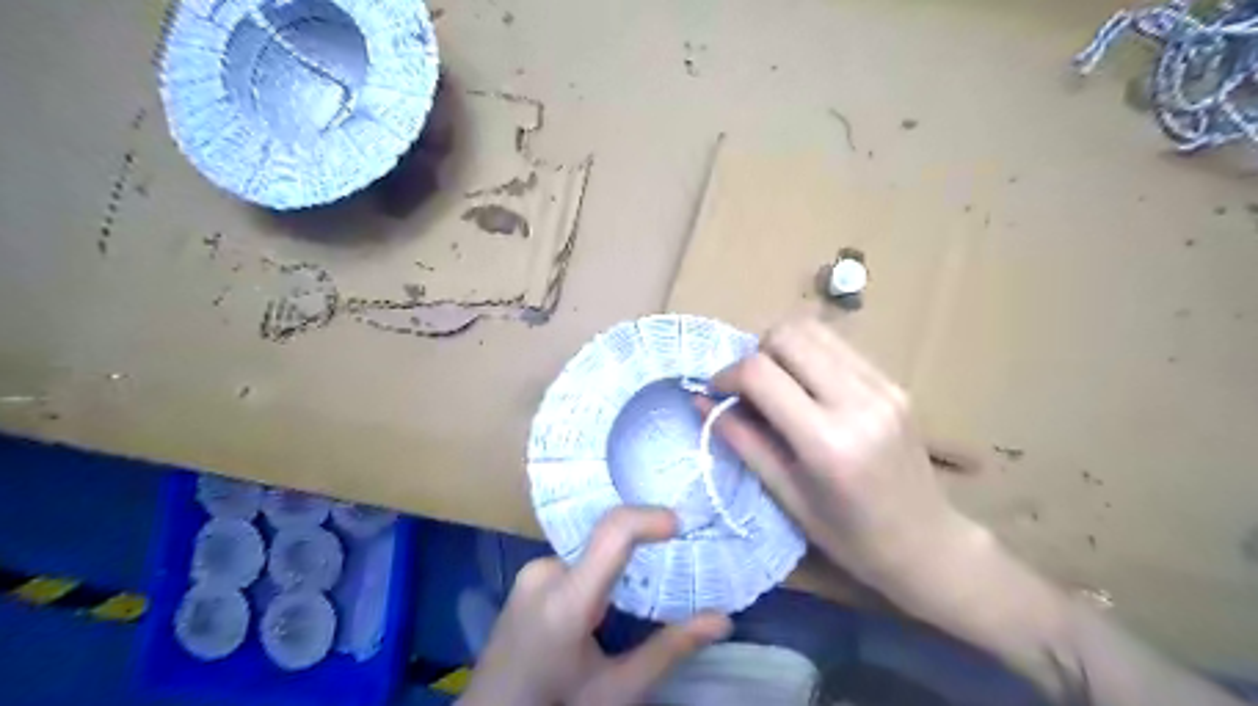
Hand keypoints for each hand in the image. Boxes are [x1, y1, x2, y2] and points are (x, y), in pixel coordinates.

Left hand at [457, 508, 732, 705]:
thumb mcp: (616, 690)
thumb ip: (669, 650)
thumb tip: (722, 619)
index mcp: (566, 599)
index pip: (612, 533)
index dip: (649, 517)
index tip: (682, 524)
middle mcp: (544, 572)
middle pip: (606, 542)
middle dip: (642, 550)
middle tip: (674, 568)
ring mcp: (532, 572)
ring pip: (593, 552)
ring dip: (620, 566)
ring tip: (641, 597)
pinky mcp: (528, 577)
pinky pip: (576, 560)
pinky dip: (600, 572)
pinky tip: (609, 606)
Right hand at [706, 320, 982, 600]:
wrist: (927, 543)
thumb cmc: (849, 536)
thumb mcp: (786, 495)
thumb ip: (742, 440)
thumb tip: (702, 401)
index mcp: (827, 441)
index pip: (761, 373)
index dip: (727, 374)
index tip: (716, 391)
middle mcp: (858, 401)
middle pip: (788, 335)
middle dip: (756, 353)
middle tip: (749, 388)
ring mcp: (883, 386)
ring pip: (814, 330)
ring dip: (783, 349)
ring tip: (777, 385)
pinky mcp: (894, 382)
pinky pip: (838, 346)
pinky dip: (810, 356)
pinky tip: (808, 389)